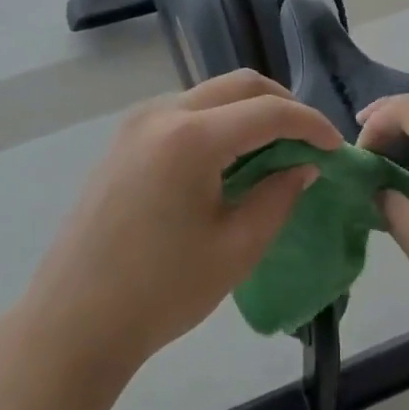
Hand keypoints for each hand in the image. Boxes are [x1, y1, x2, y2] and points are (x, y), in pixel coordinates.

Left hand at [22, 70, 341, 372]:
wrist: (72, 324)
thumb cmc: (160, 292)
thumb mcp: (236, 248)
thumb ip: (278, 196)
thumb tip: (304, 166)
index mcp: (192, 138)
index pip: (268, 112)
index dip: (310, 124)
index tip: (336, 147)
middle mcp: (162, 113)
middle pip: (239, 85)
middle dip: (282, 105)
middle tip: (309, 140)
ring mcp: (137, 123)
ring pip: (210, 94)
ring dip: (249, 111)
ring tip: (274, 149)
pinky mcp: (123, 140)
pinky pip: (184, 112)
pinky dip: (218, 122)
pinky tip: (229, 159)